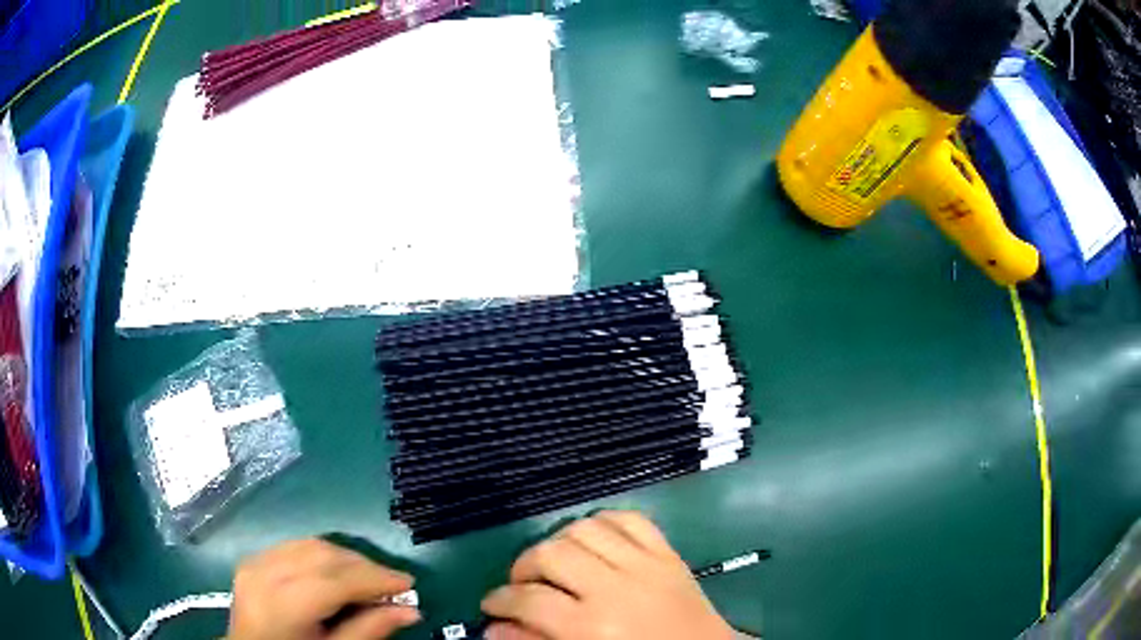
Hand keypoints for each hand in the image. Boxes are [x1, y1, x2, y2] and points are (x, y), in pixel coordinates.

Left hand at [228, 539, 419, 639]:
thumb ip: (368, 631)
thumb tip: (409, 611)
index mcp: (284, 603)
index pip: (337, 579)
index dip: (376, 578)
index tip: (408, 583)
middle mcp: (265, 573)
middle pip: (323, 554)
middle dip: (363, 565)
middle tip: (392, 584)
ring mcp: (254, 563)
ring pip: (308, 544)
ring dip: (344, 557)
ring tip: (367, 578)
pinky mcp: (251, 561)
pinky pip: (292, 547)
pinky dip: (320, 555)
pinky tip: (333, 573)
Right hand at [481, 511, 734, 639]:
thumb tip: (493, 627)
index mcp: (593, 626)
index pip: (528, 600)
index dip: (499, 600)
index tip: (492, 605)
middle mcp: (616, 587)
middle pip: (550, 553)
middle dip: (523, 566)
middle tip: (522, 585)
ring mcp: (646, 564)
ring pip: (584, 528)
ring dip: (559, 542)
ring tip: (556, 564)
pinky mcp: (668, 552)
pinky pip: (629, 518)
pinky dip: (605, 522)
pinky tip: (595, 541)